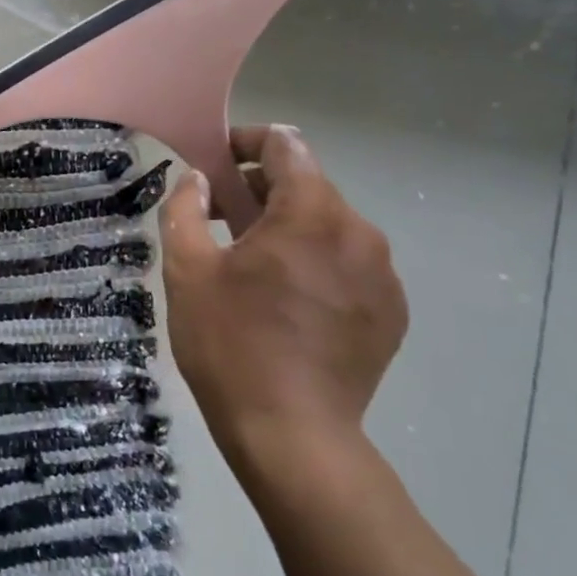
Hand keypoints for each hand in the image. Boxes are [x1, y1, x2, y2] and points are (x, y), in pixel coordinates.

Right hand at [160, 125, 408, 493]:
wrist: (291, 433)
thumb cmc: (230, 343)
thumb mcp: (187, 270)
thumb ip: (185, 210)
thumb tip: (197, 180)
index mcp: (311, 213)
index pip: (286, 146)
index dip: (248, 142)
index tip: (217, 161)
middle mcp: (360, 232)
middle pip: (309, 186)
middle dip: (263, 191)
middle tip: (222, 220)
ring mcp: (383, 275)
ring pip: (331, 227)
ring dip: (291, 229)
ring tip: (253, 265)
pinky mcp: (391, 311)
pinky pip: (350, 265)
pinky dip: (317, 263)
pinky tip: (287, 301)